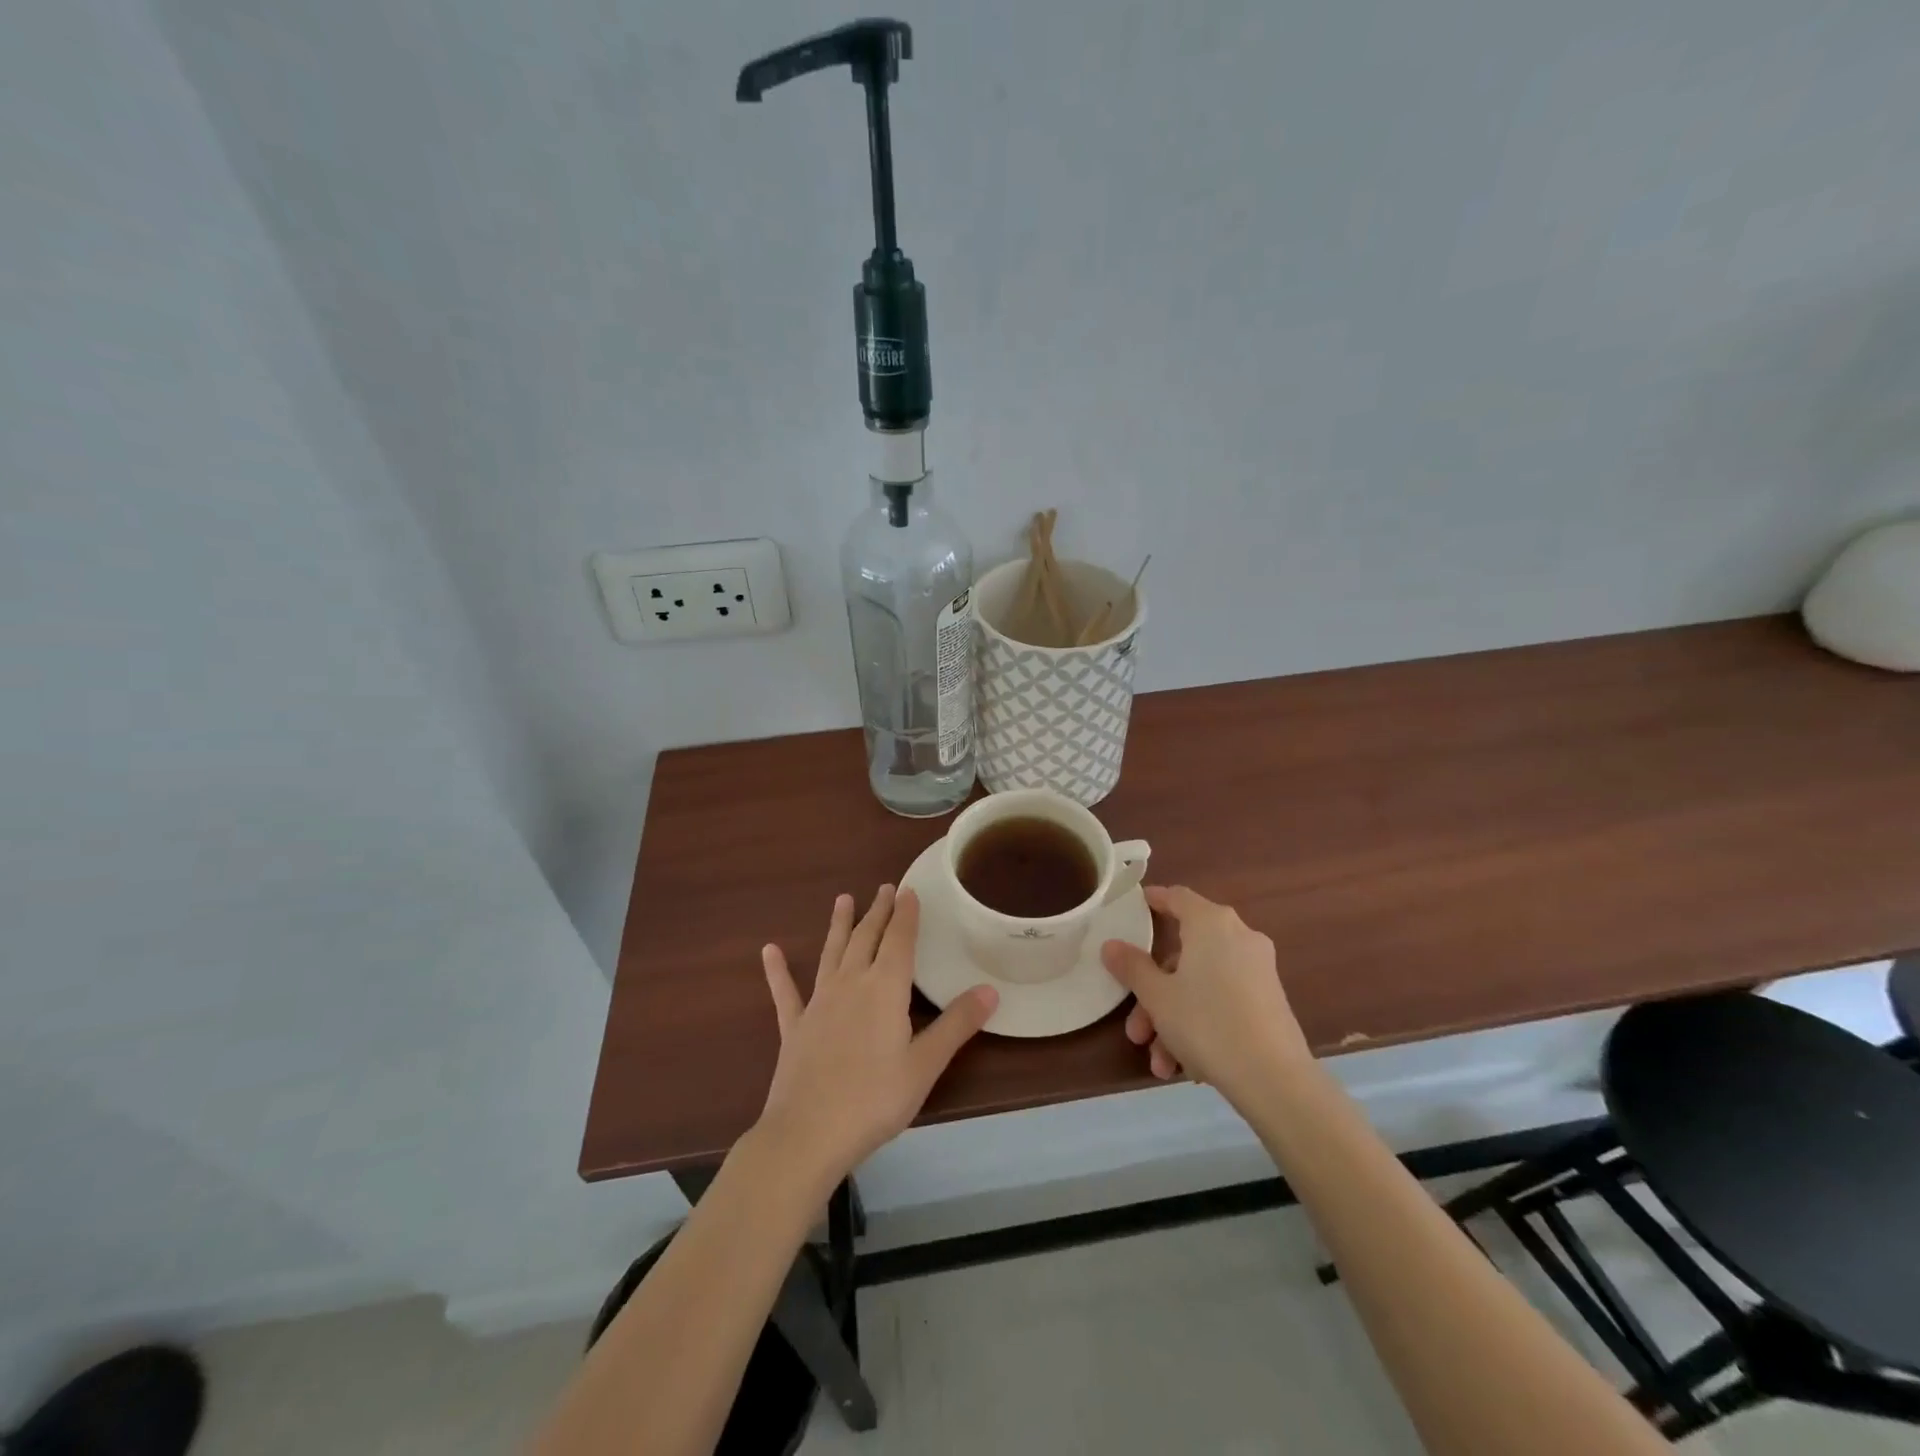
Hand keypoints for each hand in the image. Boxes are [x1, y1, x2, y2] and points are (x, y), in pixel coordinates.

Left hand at [756, 886, 998, 1188]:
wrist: (808, 1134)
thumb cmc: (874, 1100)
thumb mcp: (925, 1065)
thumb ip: (956, 1025)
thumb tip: (990, 990)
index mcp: (884, 989)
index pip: (899, 940)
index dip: (905, 914)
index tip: (908, 890)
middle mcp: (850, 984)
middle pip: (866, 938)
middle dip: (878, 911)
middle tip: (884, 888)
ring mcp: (818, 1003)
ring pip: (831, 953)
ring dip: (839, 925)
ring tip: (843, 899)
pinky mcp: (794, 1026)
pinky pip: (786, 991)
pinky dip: (778, 970)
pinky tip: (769, 950)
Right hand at [1101, 885, 1309, 1105]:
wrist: (1276, 1080)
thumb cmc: (1207, 1023)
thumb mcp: (1158, 996)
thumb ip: (1132, 967)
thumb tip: (1110, 944)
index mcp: (1211, 924)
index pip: (1177, 897)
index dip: (1153, 900)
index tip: (1133, 908)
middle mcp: (1239, 937)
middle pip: (1184, 955)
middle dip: (1154, 994)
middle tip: (1136, 1028)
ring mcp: (1258, 970)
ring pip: (1202, 985)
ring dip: (1174, 1020)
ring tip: (1160, 1062)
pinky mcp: (1270, 1002)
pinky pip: (1224, 1002)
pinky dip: (1201, 1025)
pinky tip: (1187, 1067)